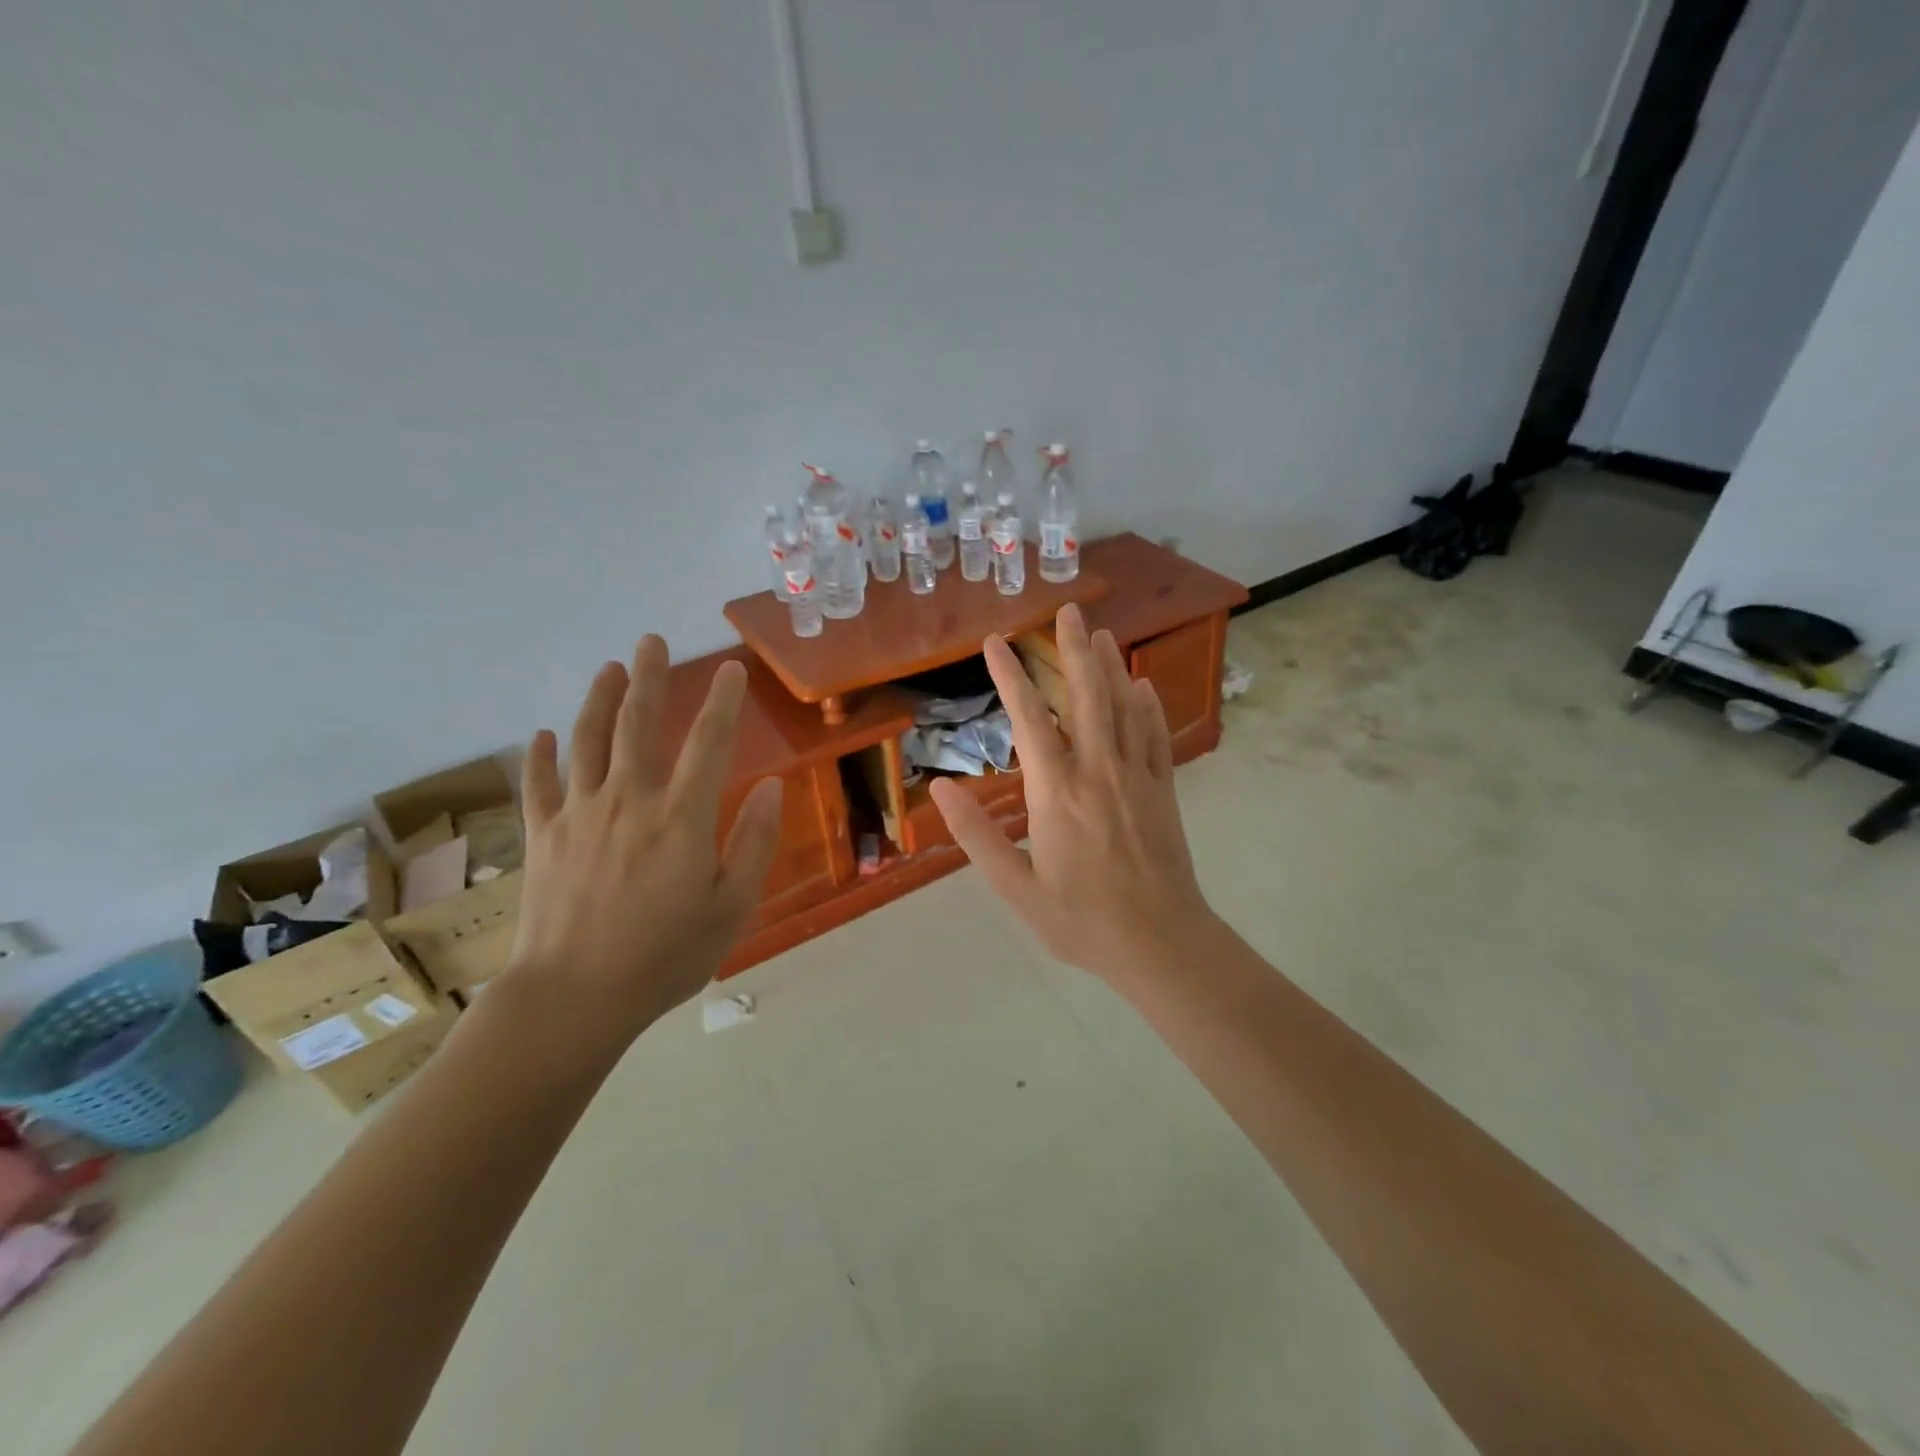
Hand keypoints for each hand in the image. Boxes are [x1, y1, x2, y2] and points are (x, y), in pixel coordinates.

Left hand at [503, 640, 783, 1051]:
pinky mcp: (543, 836)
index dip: (723, 702)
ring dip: (599, 699)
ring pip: (587, 741)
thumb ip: (754, 841)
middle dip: (649, 678)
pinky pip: (539, 784)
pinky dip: (540, 755)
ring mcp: (579, 815)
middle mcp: (628, 801)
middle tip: (653, 641)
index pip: (708, 743)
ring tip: (610, 668)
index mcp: (681, 818)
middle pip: (638, 724)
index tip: (731, 669)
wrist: (574, 998)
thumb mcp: (732, 906)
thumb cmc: (665, 956)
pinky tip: (543, 735)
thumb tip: (772, 786)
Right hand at [931, 603, 1214, 982]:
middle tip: (1068, 609)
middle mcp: (1098, 772)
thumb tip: (941, 787)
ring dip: (1111, 666)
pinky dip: (1148, 706)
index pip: (1030, 719)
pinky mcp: (1163, 791)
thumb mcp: (1015, 888)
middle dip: (1073, 650)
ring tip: (1100, 631)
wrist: (1161, 944)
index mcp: (1056, 793)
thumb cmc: (1080, 921)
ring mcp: (1136, 778)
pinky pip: (1156, 736)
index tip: (995, 643)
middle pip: (1086, 696)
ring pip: (1124, 708)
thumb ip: (976, 835)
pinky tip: (1143, 685)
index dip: (1011, 677)